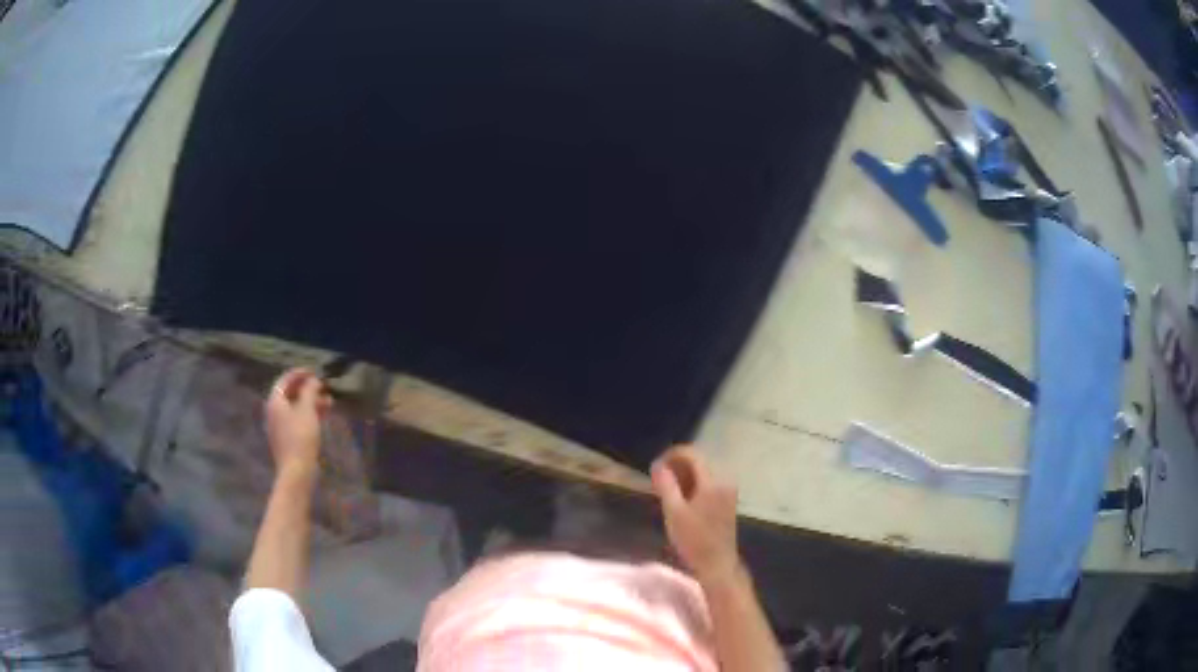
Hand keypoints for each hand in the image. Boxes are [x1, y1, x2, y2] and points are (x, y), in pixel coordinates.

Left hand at [264, 368, 331, 477]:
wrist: (296, 471)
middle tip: (323, 387)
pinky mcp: (286, 439)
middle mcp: (273, 411)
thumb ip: (309, 391)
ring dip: (310, 402)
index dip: (299, 373)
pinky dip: (308, 415)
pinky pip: (296, 420)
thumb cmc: (300, 437)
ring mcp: (278, 426)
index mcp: (275, 401)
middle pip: (289, 394)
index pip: (285, 380)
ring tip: (329, 402)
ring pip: (294, 408)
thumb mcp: (307, 410)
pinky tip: (321, 418)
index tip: (314, 371)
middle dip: (307, 389)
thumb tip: (313, 380)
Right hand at [652, 446, 739, 583]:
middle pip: (698, 461)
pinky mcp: (728, 500)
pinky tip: (681, 498)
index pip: (692, 455)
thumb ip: (666, 485)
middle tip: (657, 480)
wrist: (717, 563)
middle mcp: (724, 481)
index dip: (672, 454)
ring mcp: (728, 490)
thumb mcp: (674, 512)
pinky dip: (694, 484)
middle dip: (677, 466)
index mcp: (712, 482)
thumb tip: (658, 465)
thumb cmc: (694, 540)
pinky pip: (708, 482)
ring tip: (665, 489)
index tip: (655, 465)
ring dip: (684, 475)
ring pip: (703, 472)